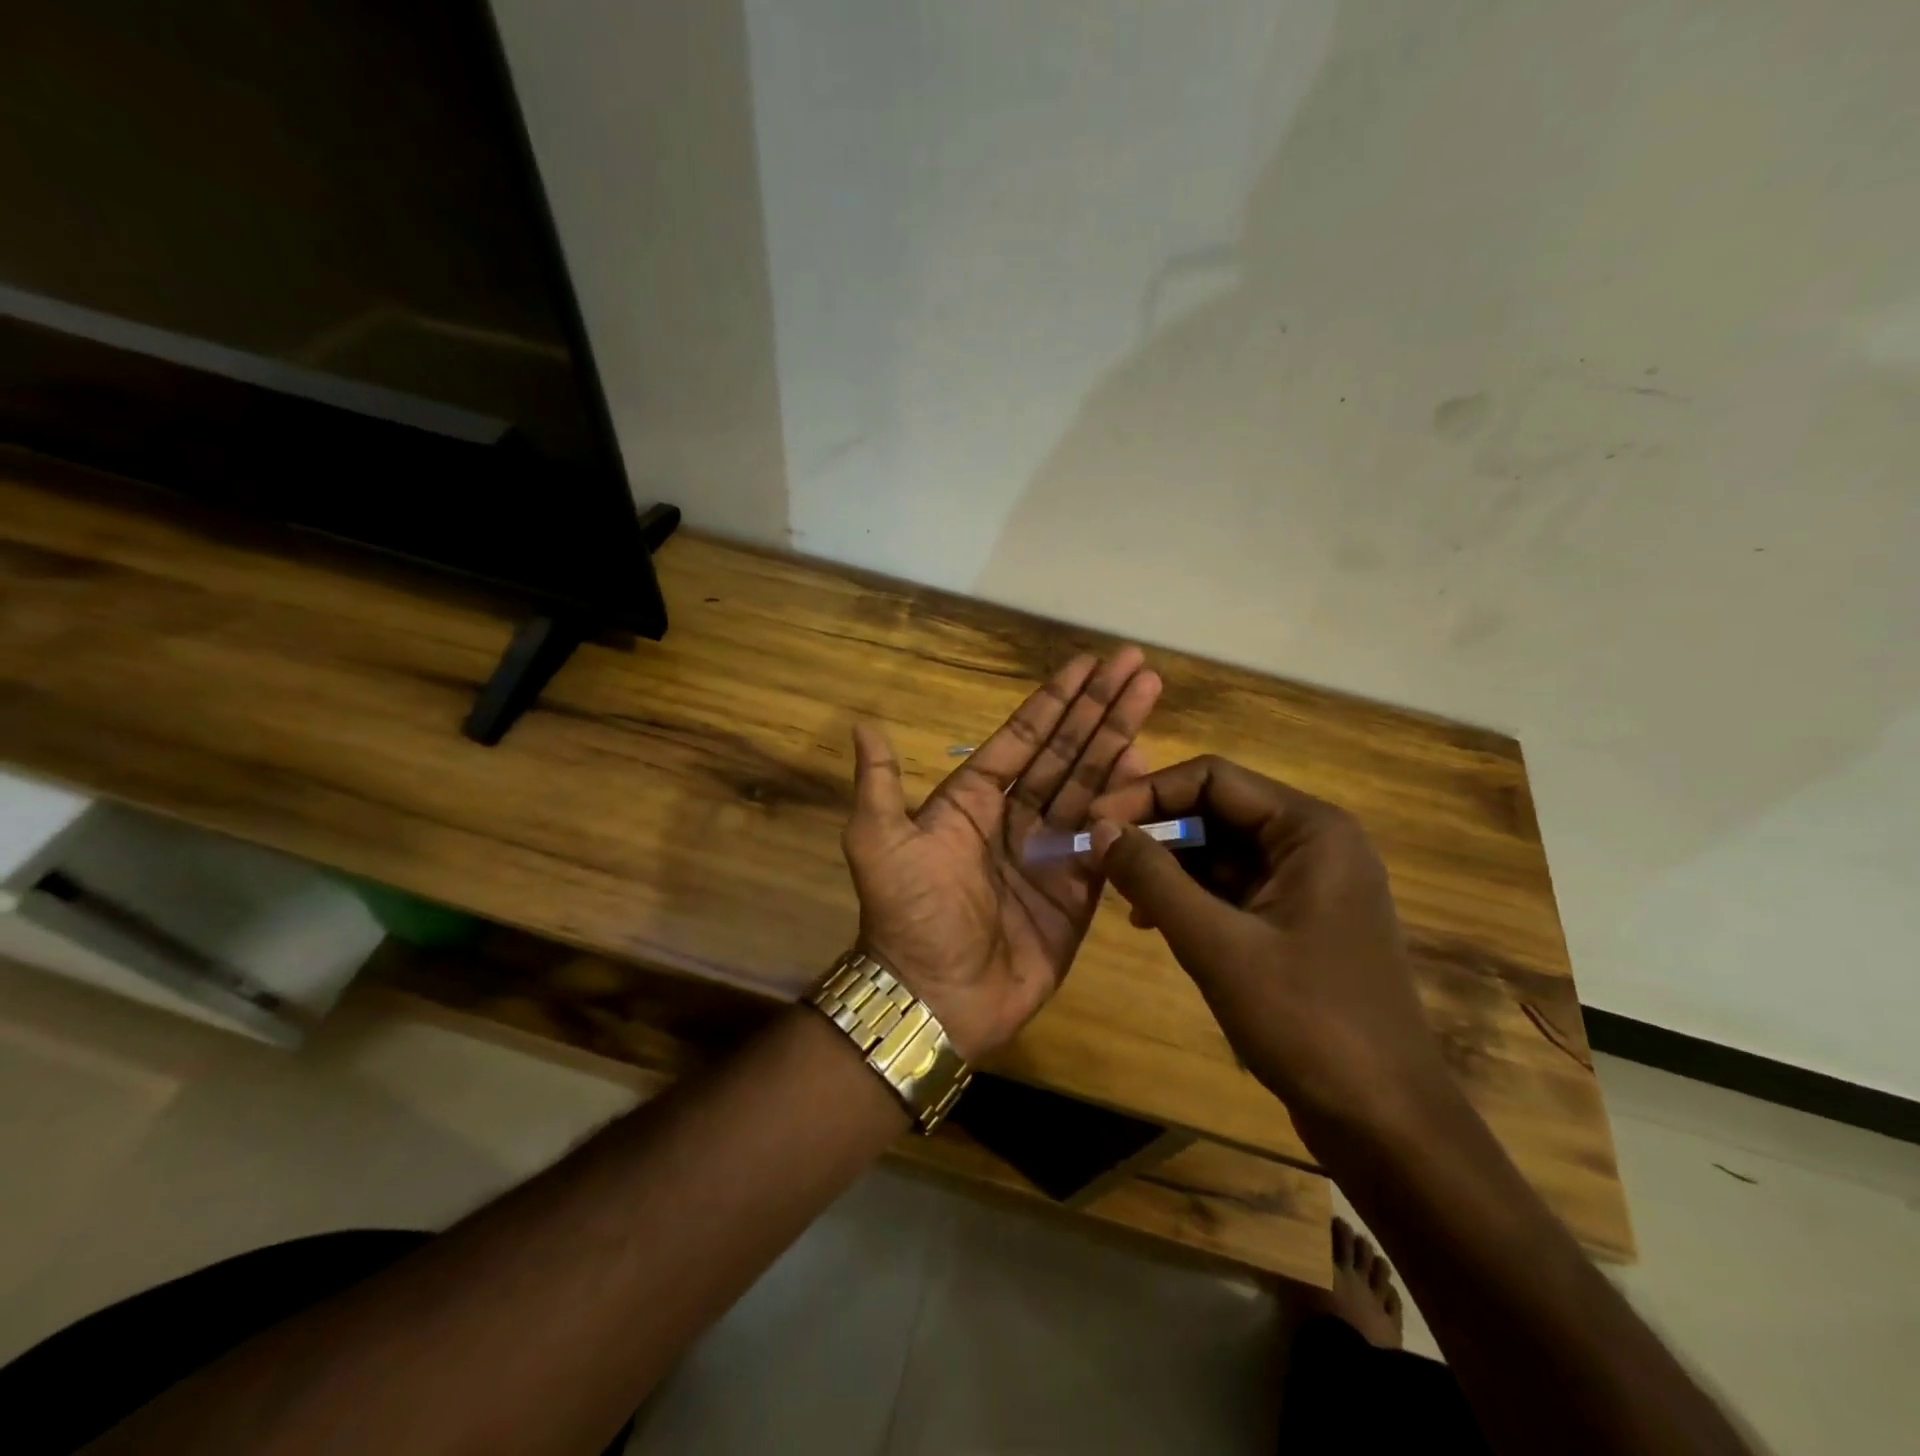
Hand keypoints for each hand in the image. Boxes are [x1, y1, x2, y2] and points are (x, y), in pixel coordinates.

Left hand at [840, 649, 1160, 1061]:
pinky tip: (1148, 766)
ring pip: (1091, 785)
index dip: (1054, 701)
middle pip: (1065, 750)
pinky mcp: (1078, 890)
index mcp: (972, 801)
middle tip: (1134, 664)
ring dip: (1119, 740)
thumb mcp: (878, 843)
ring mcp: (1050, 852)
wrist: (935, 998)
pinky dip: (1127, 804)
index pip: (1022, 738)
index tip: (1087, 664)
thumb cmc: (908, 916)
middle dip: (1099, 707)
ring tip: (1149, 696)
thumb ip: (879, 785)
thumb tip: (863, 724)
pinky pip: (1108, 838)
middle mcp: (1015, 818)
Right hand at [1087, 756, 1452, 1131]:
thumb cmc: (1306, 1022)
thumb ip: (1153, 878)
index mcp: (1310, 830)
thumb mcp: (1216, 945)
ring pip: (1220, 850)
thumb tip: (1099, 827)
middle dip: (1156, 831)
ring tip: (1119, 894)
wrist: (1385, 1122)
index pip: (1213, 779)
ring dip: (1168, 866)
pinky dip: (1190, 897)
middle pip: (1217, 810)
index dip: (1147, 794)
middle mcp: (1314, 843)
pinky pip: (1232, 888)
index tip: (1093, 821)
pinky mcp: (1298, 921)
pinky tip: (1152, 921)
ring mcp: (1309, 884)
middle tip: (1098, 857)